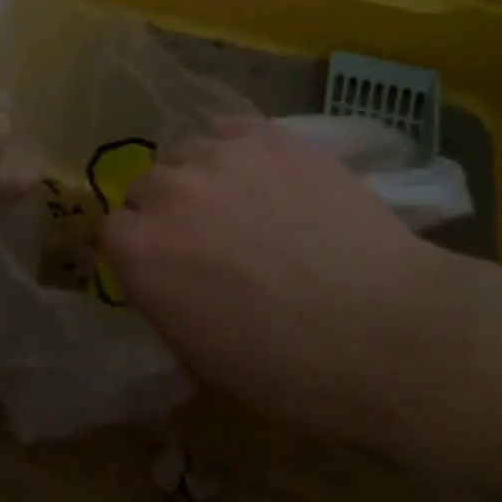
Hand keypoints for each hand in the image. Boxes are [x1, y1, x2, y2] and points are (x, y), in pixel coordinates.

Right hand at [101, 117, 452, 444]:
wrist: (389, 330)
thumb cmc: (291, 370)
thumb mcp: (202, 358)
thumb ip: (164, 300)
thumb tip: (165, 276)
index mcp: (141, 251)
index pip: (112, 230)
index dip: (139, 249)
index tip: (165, 266)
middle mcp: (167, 191)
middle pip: (147, 186)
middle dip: (168, 211)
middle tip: (210, 238)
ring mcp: (218, 155)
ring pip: (188, 154)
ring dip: (203, 179)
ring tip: (246, 204)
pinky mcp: (267, 135)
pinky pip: (231, 132)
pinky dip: (239, 152)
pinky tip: (270, 179)